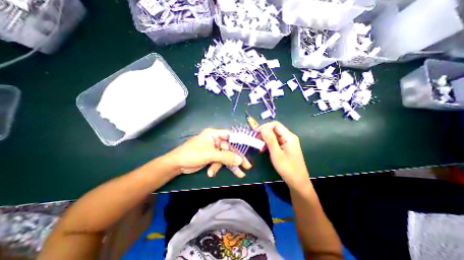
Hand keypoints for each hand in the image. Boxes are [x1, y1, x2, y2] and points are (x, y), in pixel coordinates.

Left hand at [167, 128, 251, 177]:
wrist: (177, 164)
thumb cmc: (192, 154)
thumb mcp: (210, 155)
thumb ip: (226, 157)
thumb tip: (240, 159)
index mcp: (214, 134)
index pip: (230, 135)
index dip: (239, 141)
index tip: (248, 148)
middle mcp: (215, 140)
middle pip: (229, 148)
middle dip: (236, 158)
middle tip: (247, 166)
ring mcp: (213, 149)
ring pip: (225, 156)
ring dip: (228, 165)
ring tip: (238, 175)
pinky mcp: (211, 156)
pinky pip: (219, 161)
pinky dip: (217, 167)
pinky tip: (211, 173)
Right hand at [257, 121, 310, 190]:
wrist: (297, 181)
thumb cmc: (287, 168)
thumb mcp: (276, 154)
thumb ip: (270, 140)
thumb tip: (263, 128)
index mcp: (289, 137)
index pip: (275, 124)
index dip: (265, 127)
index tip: (256, 133)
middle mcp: (289, 137)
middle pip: (275, 129)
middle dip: (264, 132)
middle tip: (256, 139)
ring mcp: (288, 142)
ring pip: (274, 135)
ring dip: (265, 138)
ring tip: (259, 145)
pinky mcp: (286, 147)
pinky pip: (276, 141)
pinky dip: (269, 143)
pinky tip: (264, 148)